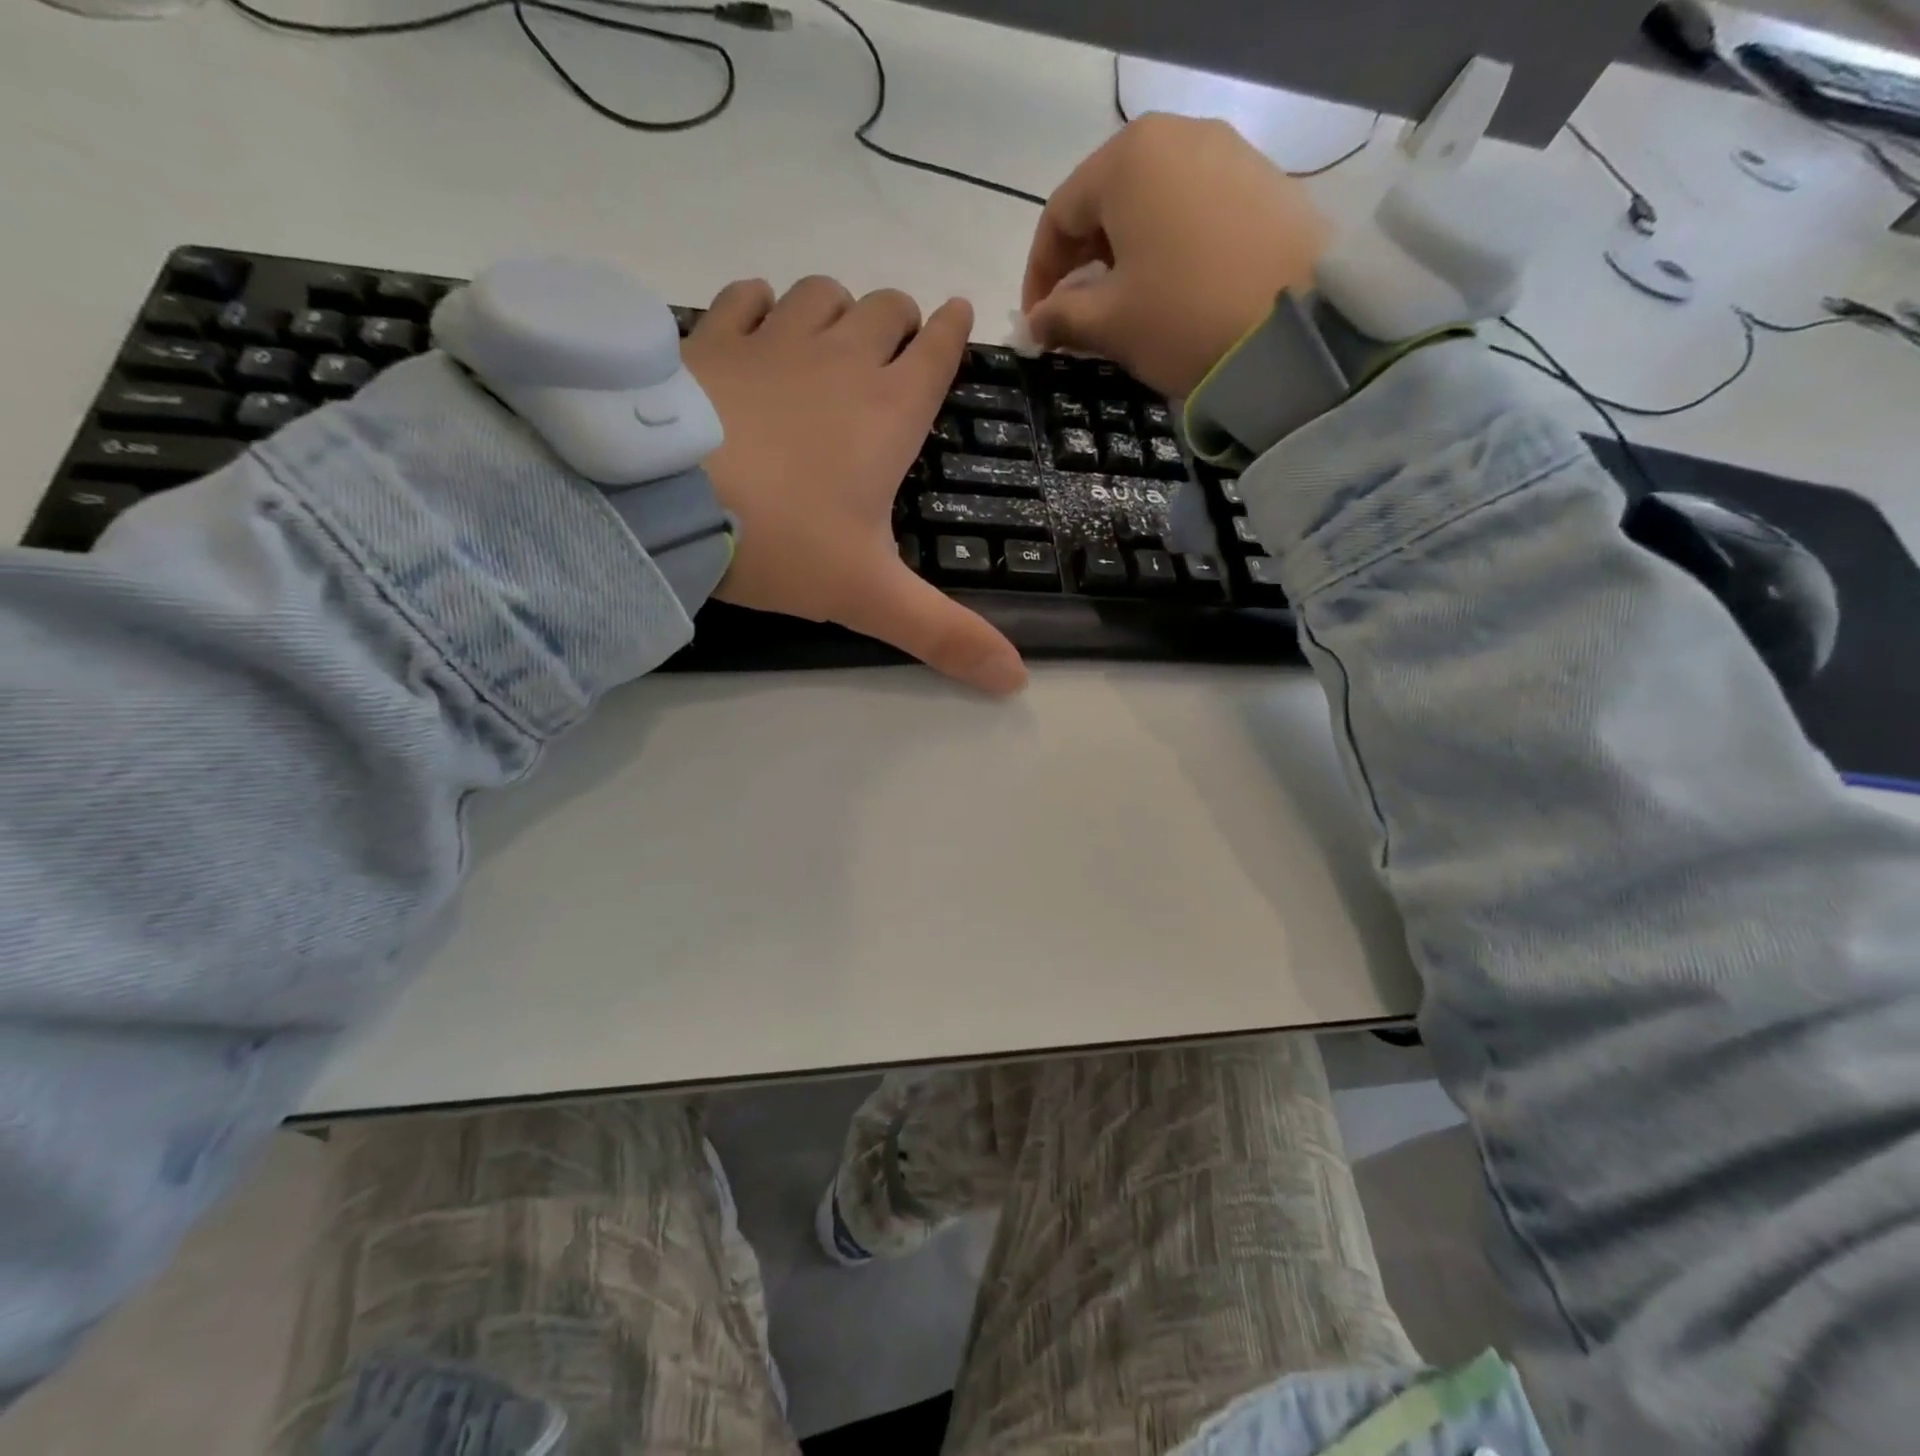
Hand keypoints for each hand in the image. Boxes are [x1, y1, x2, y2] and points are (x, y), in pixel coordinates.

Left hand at [681, 277, 1026, 695]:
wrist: (662, 497)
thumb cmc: (782, 541)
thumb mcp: (869, 598)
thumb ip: (943, 635)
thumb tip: (1016, 680)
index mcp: (888, 414)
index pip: (938, 353)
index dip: (955, 333)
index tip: (960, 314)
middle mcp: (840, 361)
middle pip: (886, 310)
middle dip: (900, 322)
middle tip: (894, 352)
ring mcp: (772, 340)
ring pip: (822, 295)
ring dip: (836, 310)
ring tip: (830, 341)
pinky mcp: (711, 338)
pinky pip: (746, 294)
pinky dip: (761, 304)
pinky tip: (757, 326)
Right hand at [1022, 115, 1331, 398]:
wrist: (1296, 326)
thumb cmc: (1182, 317)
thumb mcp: (1109, 324)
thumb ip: (1060, 317)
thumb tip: (1035, 324)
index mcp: (1128, 159)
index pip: (1059, 214)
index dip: (1038, 273)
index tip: (1037, 322)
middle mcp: (1177, 135)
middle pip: (1106, 201)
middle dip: (1081, 261)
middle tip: (1076, 314)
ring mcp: (1228, 152)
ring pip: (1152, 204)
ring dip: (1124, 255)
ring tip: (1124, 305)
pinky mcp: (1264, 181)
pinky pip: (1194, 209)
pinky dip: (1168, 246)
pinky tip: (1171, 289)